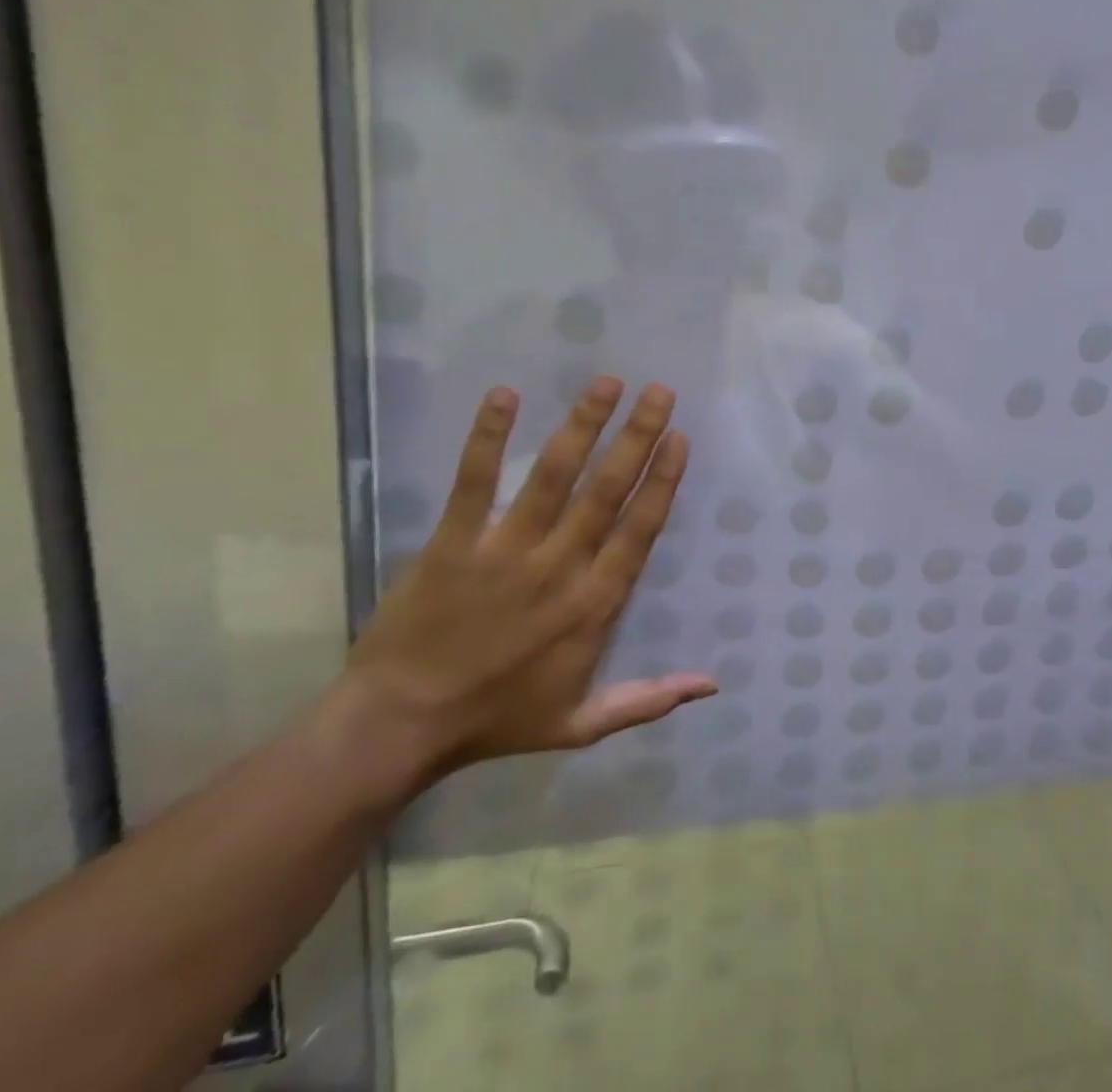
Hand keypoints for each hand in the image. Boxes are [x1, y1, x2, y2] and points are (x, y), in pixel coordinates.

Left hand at [343, 378, 715, 787]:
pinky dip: (488, 437)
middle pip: (606, 491)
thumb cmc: (497, 720)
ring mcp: (505, 550)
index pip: (639, 529)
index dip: (662, 480)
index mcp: (594, 604)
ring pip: (553, 476)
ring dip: (583, 426)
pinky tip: (505, 395)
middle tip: (660, 392)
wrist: (398, 729)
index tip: (680, 438)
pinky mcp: (453, 543)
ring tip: (607, 383)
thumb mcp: (583, 724)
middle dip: (637, 437)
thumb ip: (650, 698)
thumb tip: (713, 684)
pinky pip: (474, 482)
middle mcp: (559, 567)